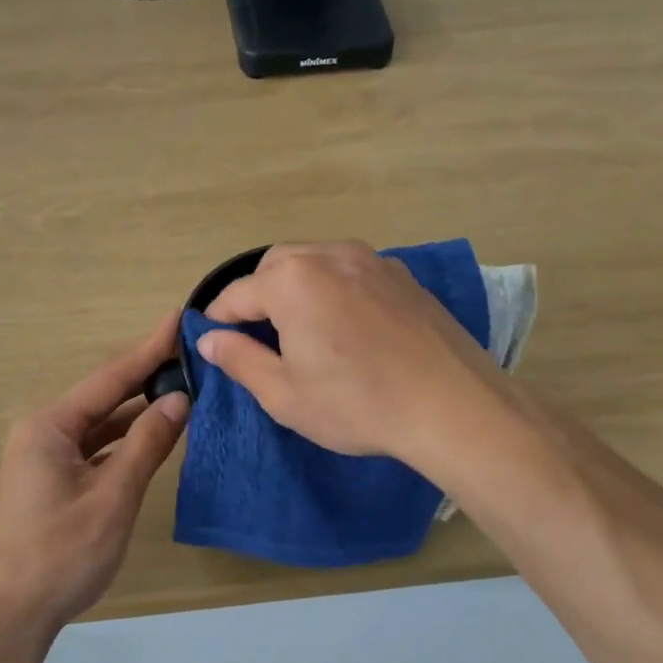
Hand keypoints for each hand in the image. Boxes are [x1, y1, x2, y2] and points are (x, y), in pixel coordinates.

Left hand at [0, 314, 188, 636]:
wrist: (8, 615)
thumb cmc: (59, 554)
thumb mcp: (112, 498)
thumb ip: (146, 445)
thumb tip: (180, 399)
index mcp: (50, 426)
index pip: (110, 378)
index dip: (149, 349)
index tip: (178, 319)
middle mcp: (45, 431)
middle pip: (105, 396)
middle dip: (147, 376)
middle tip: (192, 353)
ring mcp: (47, 457)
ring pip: (102, 424)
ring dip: (139, 411)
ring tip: (185, 388)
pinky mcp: (54, 480)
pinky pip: (96, 448)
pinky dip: (125, 441)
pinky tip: (155, 436)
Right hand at [196, 241, 501, 465]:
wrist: (453, 406)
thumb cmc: (358, 404)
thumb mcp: (284, 394)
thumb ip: (239, 359)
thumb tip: (208, 338)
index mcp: (293, 280)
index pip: (237, 294)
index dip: (218, 318)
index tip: (211, 340)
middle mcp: (330, 255)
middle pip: (275, 265)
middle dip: (257, 294)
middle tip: (258, 335)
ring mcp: (372, 260)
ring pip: (315, 260)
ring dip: (295, 285)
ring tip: (300, 327)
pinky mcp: (403, 275)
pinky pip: (351, 270)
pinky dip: (333, 286)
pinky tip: (345, 324)